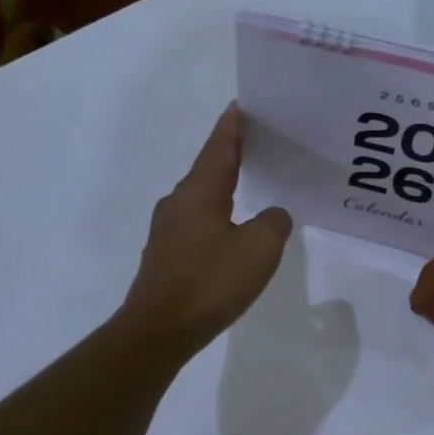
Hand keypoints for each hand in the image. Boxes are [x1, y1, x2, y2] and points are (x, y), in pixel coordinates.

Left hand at [121, 104, 292, 357]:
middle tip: (259, 142)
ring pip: (202, 198)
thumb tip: (272, 215)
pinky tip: (232, 231)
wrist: (159, 330)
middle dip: (232, 154)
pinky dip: (217, 216)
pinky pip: (197, 223)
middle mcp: (178, 203)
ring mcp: (168, 230)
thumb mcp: (259, 249)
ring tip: (250, 184)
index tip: (242, 105)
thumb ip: (274, 223)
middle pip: (209, 169)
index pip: (220, 147)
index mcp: (199, 192)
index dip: (233, 126)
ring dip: (224, 187)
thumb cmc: (210, 281)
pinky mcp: (166, 255)